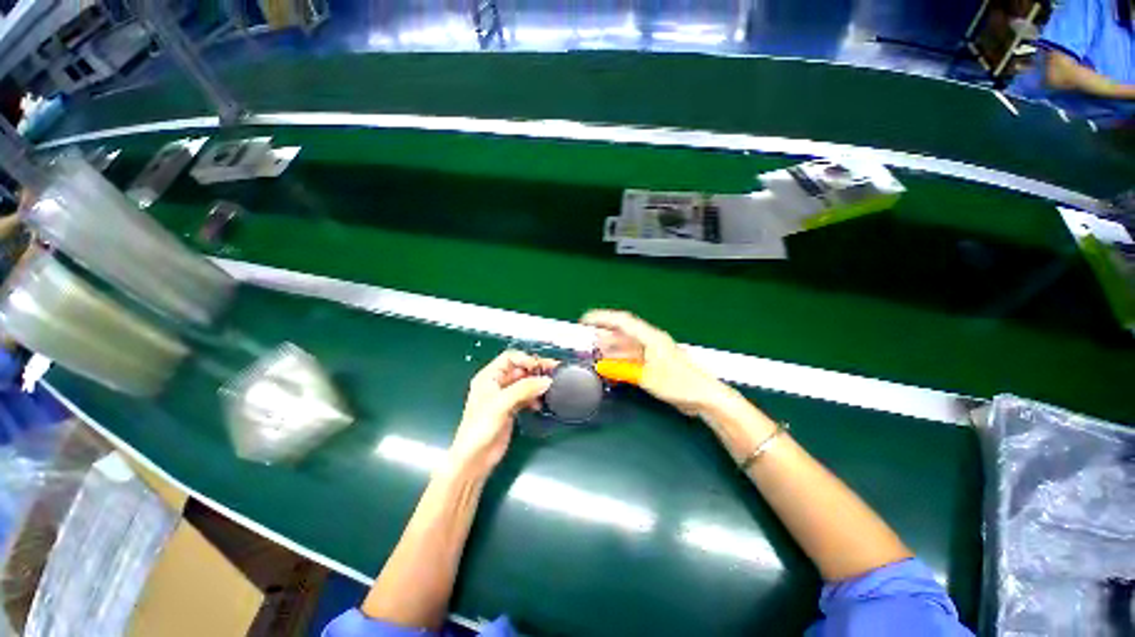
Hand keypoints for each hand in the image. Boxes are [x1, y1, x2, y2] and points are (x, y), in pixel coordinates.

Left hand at [449, 350, 555, 473]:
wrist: (475, 458)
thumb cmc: (479, 429)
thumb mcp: (501, 404)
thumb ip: (524, 389)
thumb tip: (545, 380)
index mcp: (488, 377)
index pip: (510, 358)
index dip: (526, 359)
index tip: (541, 367)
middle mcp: (496, 384)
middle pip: (520, 369)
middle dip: (535, 371)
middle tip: (552, 373)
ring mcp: (504, 397)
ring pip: (525, 383)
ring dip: (537, 384)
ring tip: (549, 389)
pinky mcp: (511, 409)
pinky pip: (527, 397)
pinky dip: (535, 397)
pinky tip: (540, 404)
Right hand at [581, 310, 726, 415]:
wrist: (703, 396)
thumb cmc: (679, 384)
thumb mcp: (647, 377)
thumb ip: (623, 370)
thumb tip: (602, 365)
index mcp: (651, 337)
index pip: (622, 321)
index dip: (602, 318)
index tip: (585, 320)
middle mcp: (650, 340)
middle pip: (623, 332)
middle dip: (603, 334)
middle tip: (587, 340)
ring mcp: (652, 351)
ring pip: (626, 345)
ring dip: (611, 348)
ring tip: (595, 353)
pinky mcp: (654, 362)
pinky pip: (632, 356)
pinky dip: (620, 359)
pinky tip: (611, 365)